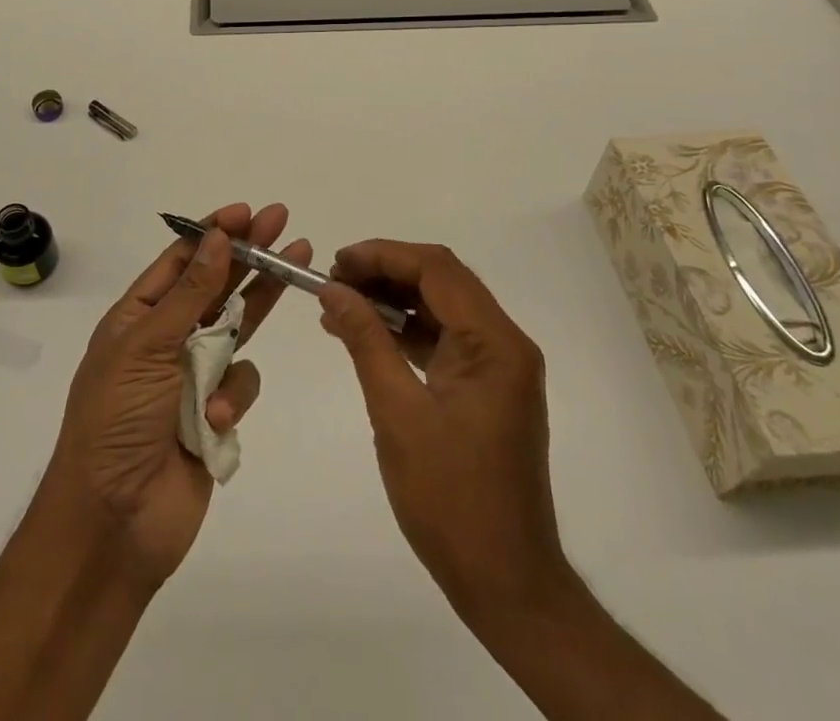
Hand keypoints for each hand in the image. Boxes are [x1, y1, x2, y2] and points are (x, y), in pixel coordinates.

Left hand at [48, 202, 309, 590]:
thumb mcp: (146, 347)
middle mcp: (166, 340)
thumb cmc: (116, 421)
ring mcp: (193, 376)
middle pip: (217, 285)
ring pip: (238, 327)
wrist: (112, 524)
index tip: (245, 211)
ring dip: (261, 301)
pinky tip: (216, 415)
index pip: (180, 261)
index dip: (213, 233)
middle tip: (283, 221)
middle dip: (249, 253)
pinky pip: (241, 382)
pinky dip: (234, 395)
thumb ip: (189, 294)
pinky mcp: (216, 413)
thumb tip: (218, 239)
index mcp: (137, 317)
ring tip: (299, 264)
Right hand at [317, 240, 570, 628]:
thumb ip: (366, 340)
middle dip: (385, 272)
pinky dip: (405, 331)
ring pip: (441, 307)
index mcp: (495, 343)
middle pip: (441, 281)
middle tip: (334, 281)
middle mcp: (505, 343)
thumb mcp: (397, 413)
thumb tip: (333, 289)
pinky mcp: (486, 388)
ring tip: (340, 304)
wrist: (506, 583)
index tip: (337, 262)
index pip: (437, 270)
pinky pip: (443, 339)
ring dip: (392, 300)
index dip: (383, 255)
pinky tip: (366, 335)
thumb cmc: (451, 499)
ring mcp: (498, 366)